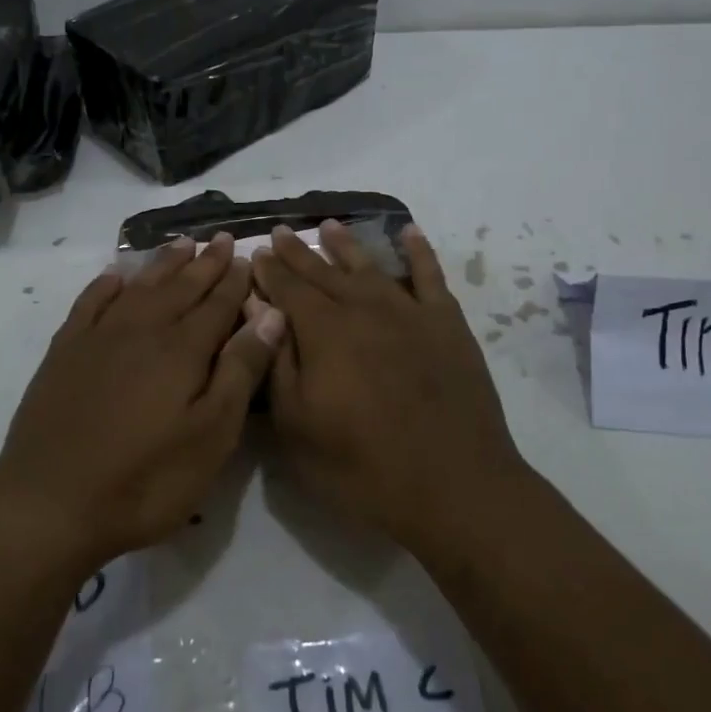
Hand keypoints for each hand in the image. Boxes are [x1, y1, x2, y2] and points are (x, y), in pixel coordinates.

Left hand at [0, 234, 286, 572]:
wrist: (49, 504)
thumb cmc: (145, 479)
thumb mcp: (210, 436)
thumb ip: (240, 370)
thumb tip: (270, 314)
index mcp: (182, 349)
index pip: (217, 303)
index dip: (233, 280)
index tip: (245, 255)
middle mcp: (142, 330)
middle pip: (180, 287)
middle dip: (204, 263)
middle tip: (220, 238)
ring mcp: (98, 338)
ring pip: (139, 287)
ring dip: (162, 264)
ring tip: (181, 244)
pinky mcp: (64, 352)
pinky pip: (89, 303)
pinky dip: (106, 284)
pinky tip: (115, 275)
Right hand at [250, 220, 527, 554]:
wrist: (454, 486)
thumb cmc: (362, 467)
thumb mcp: (297, 426)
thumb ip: (276, 362)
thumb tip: (260, 311)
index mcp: (324, 331)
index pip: (288, 289)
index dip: (269, 270)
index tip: (256, 252)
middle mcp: (364, 308)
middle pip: (324, 272)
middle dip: (298, 252)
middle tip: (281, 231)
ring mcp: (409, 312)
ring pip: (370, 267)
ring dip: (347, 244)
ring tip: (329, 225)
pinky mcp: (447, 324)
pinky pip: (430, 276)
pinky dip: (419, 252)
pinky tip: (409, 233)